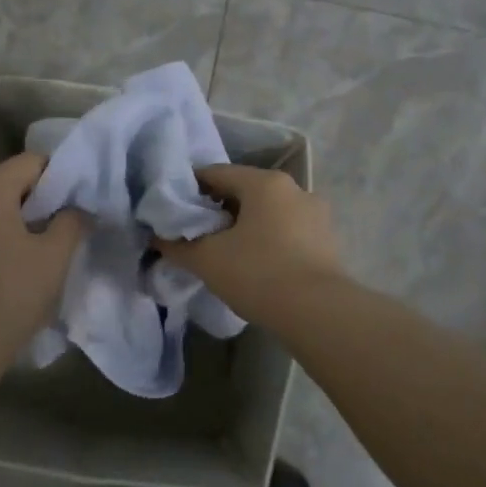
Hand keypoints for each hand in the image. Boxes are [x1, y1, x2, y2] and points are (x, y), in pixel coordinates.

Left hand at [0, 152, 82, 345]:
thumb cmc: (13, 290)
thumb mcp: (55, 255)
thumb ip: (71, 223)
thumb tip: (77, 209)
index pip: (30, 162)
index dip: (59, 173)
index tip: (79, 196)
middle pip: (8, 183)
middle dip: (40, 197)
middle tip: (67, 219)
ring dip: (19, 219)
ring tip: (45, 243)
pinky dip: (0, 237)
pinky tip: (17, 262)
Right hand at [156, 163, 346, 323]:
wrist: (318, 313)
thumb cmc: (258, 273)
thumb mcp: (207, 259)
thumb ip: (177, 245)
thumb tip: (158, 238)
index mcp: (265, 183)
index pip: (216, 173)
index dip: (190, 189)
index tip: (173, 211)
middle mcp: (295, 189)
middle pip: (245, 191)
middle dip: (218, 209)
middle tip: (196, 234)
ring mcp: (316, 214)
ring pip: (268, 212)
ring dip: (245, 225)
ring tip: (225, 252)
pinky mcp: (327, 241)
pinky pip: (287, 231)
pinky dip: (268, 240)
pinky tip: (256, 265)